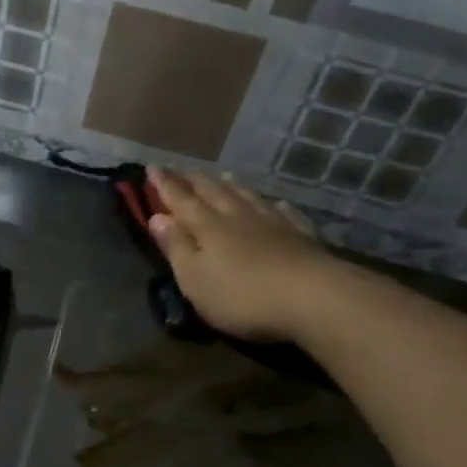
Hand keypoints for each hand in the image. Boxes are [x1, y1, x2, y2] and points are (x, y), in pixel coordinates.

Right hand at [145, 166, 330, 341]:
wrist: (314, 299)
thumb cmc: (242, 296)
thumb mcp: (195, 279)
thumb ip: (176, 247)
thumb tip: (157, 217)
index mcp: (208, 227)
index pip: (181, 200)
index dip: (165, 185)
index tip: (152, 167)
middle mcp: (239, 218)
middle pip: (214, 193)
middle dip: (195, 181)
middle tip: (183, 168)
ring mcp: (274, 225)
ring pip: (248, 198)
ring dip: (232, 187)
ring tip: (223, 177)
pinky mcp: (301, 238)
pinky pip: (284, 214)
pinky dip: (274, 206)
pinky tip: (275, 204)